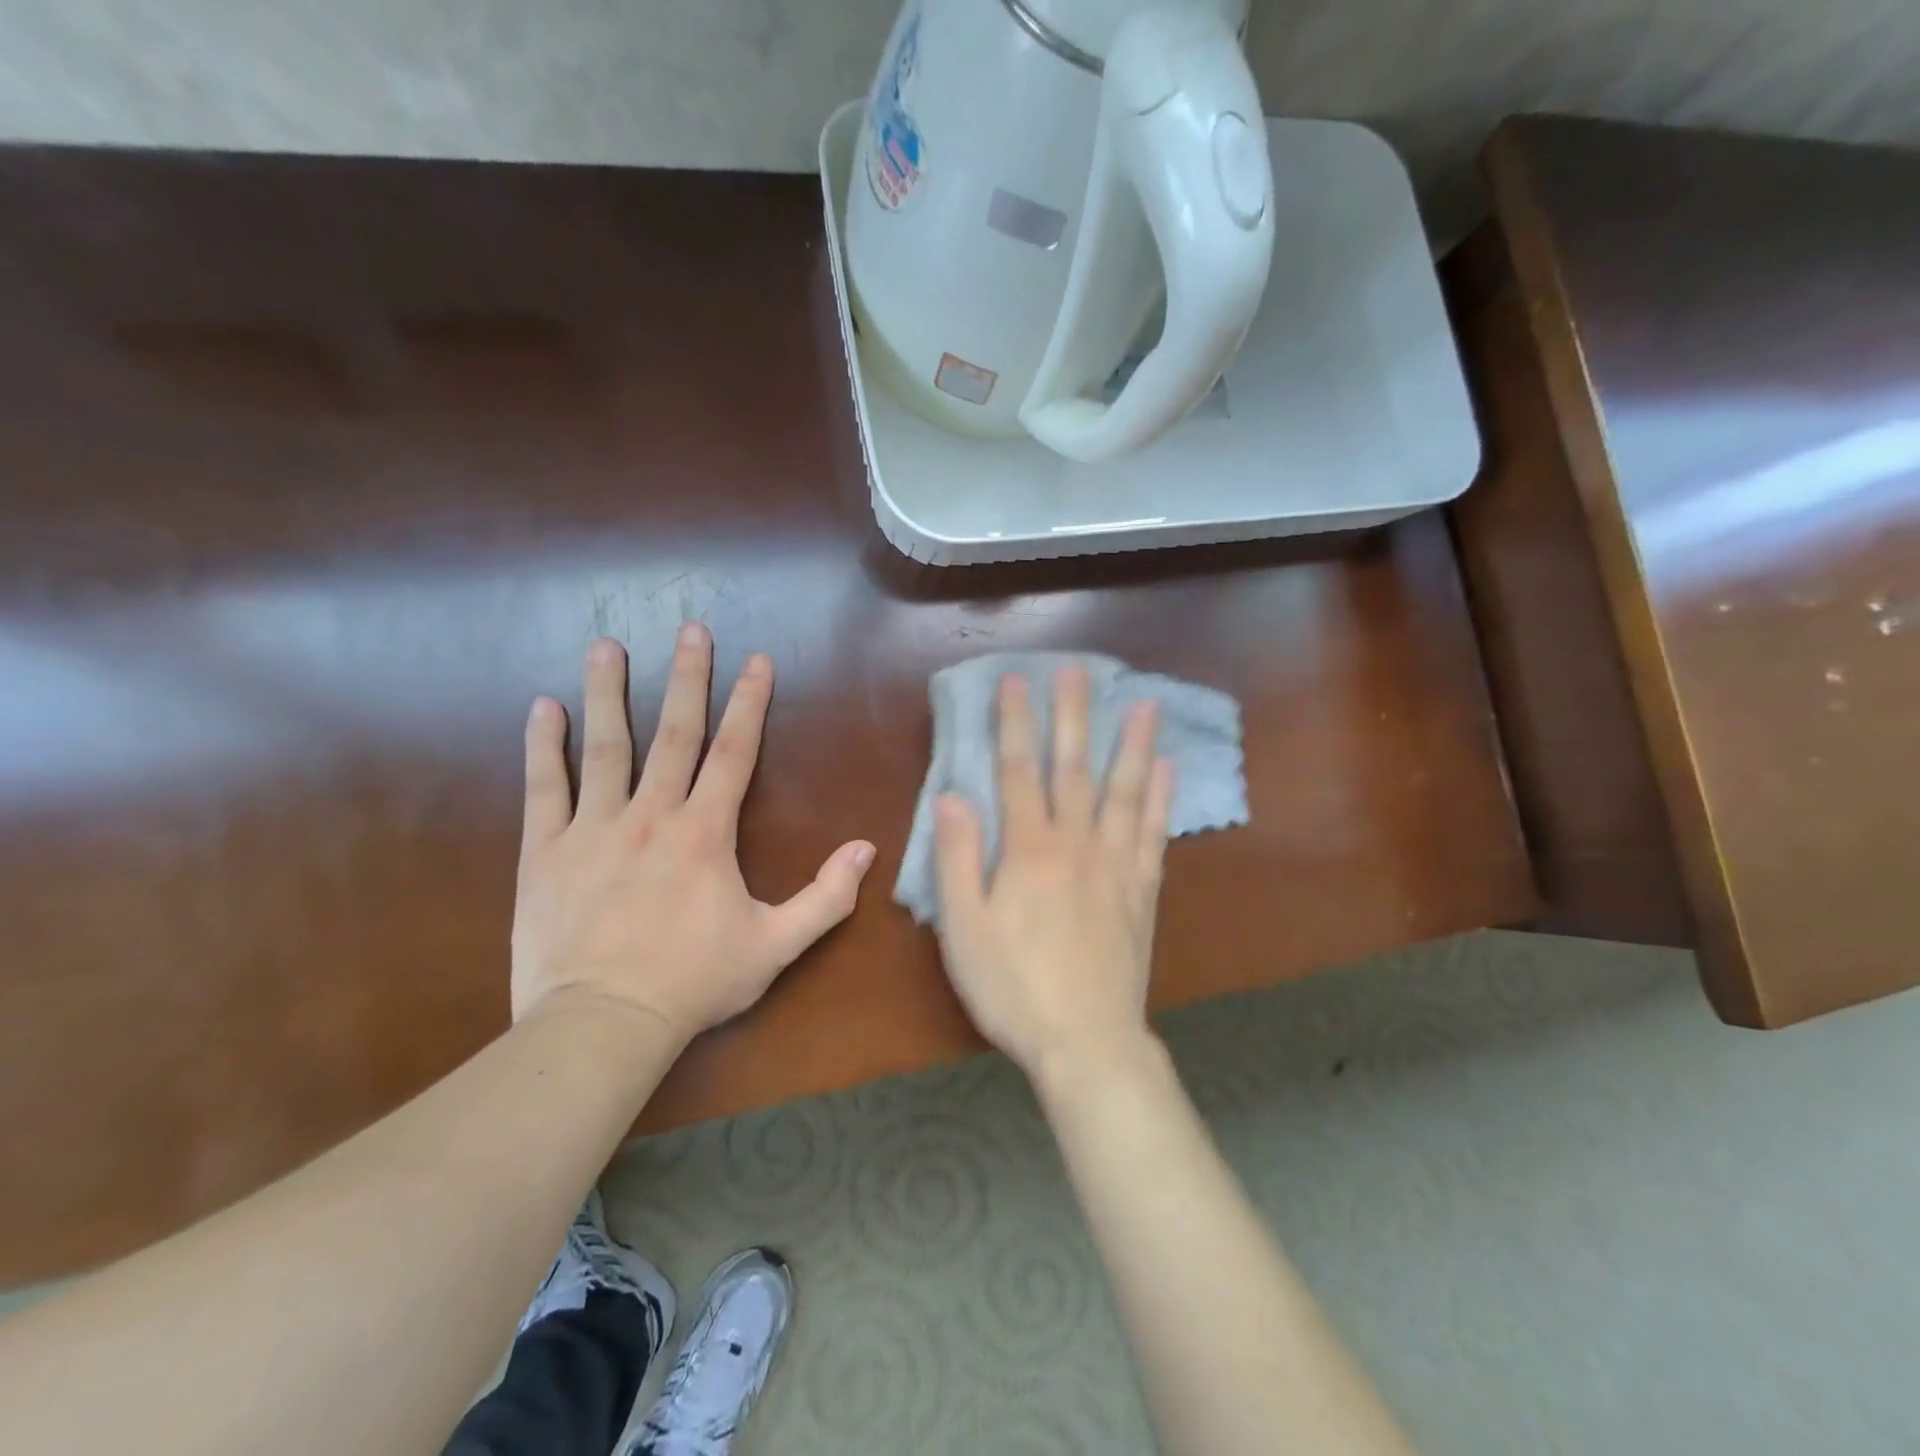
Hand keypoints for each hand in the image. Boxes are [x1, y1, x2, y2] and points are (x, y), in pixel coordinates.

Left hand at [511, 627, 876, 1042]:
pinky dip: (543, 746)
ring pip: (605, 747)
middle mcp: (653, 815)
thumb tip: (867, 848)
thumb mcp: (776, 946)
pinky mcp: (546, 852)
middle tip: (691, 630)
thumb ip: (826, 897)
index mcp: (706, 833)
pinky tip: (543, 708)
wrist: (604, 1024)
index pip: (734, 752)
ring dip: (609, 692)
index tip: (756, 660)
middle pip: (675, 733)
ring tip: (607, 645)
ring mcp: (595, 829)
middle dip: (688, 678)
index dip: (748, 703)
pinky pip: (545, 788)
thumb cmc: (695, 983)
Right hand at [933, 668, 1174, 1081]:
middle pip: (1074, 768)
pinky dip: (1159, 798)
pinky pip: (1153, 834)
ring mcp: (1116, 866)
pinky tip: (1167, 770)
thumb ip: (957, 858)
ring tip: (1143, 703)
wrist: (1087, 1043)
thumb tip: (951, 795)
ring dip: (1131, 744)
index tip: (1017, 680)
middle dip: (1072, 716)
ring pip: (1124, 792)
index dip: (1015, 724)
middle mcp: (1076, 844)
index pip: (1018, 772)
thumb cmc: (1013, 988)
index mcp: (1029, 850)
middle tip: (1078, 670)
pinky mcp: (1142, 892)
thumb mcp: (964, 928)